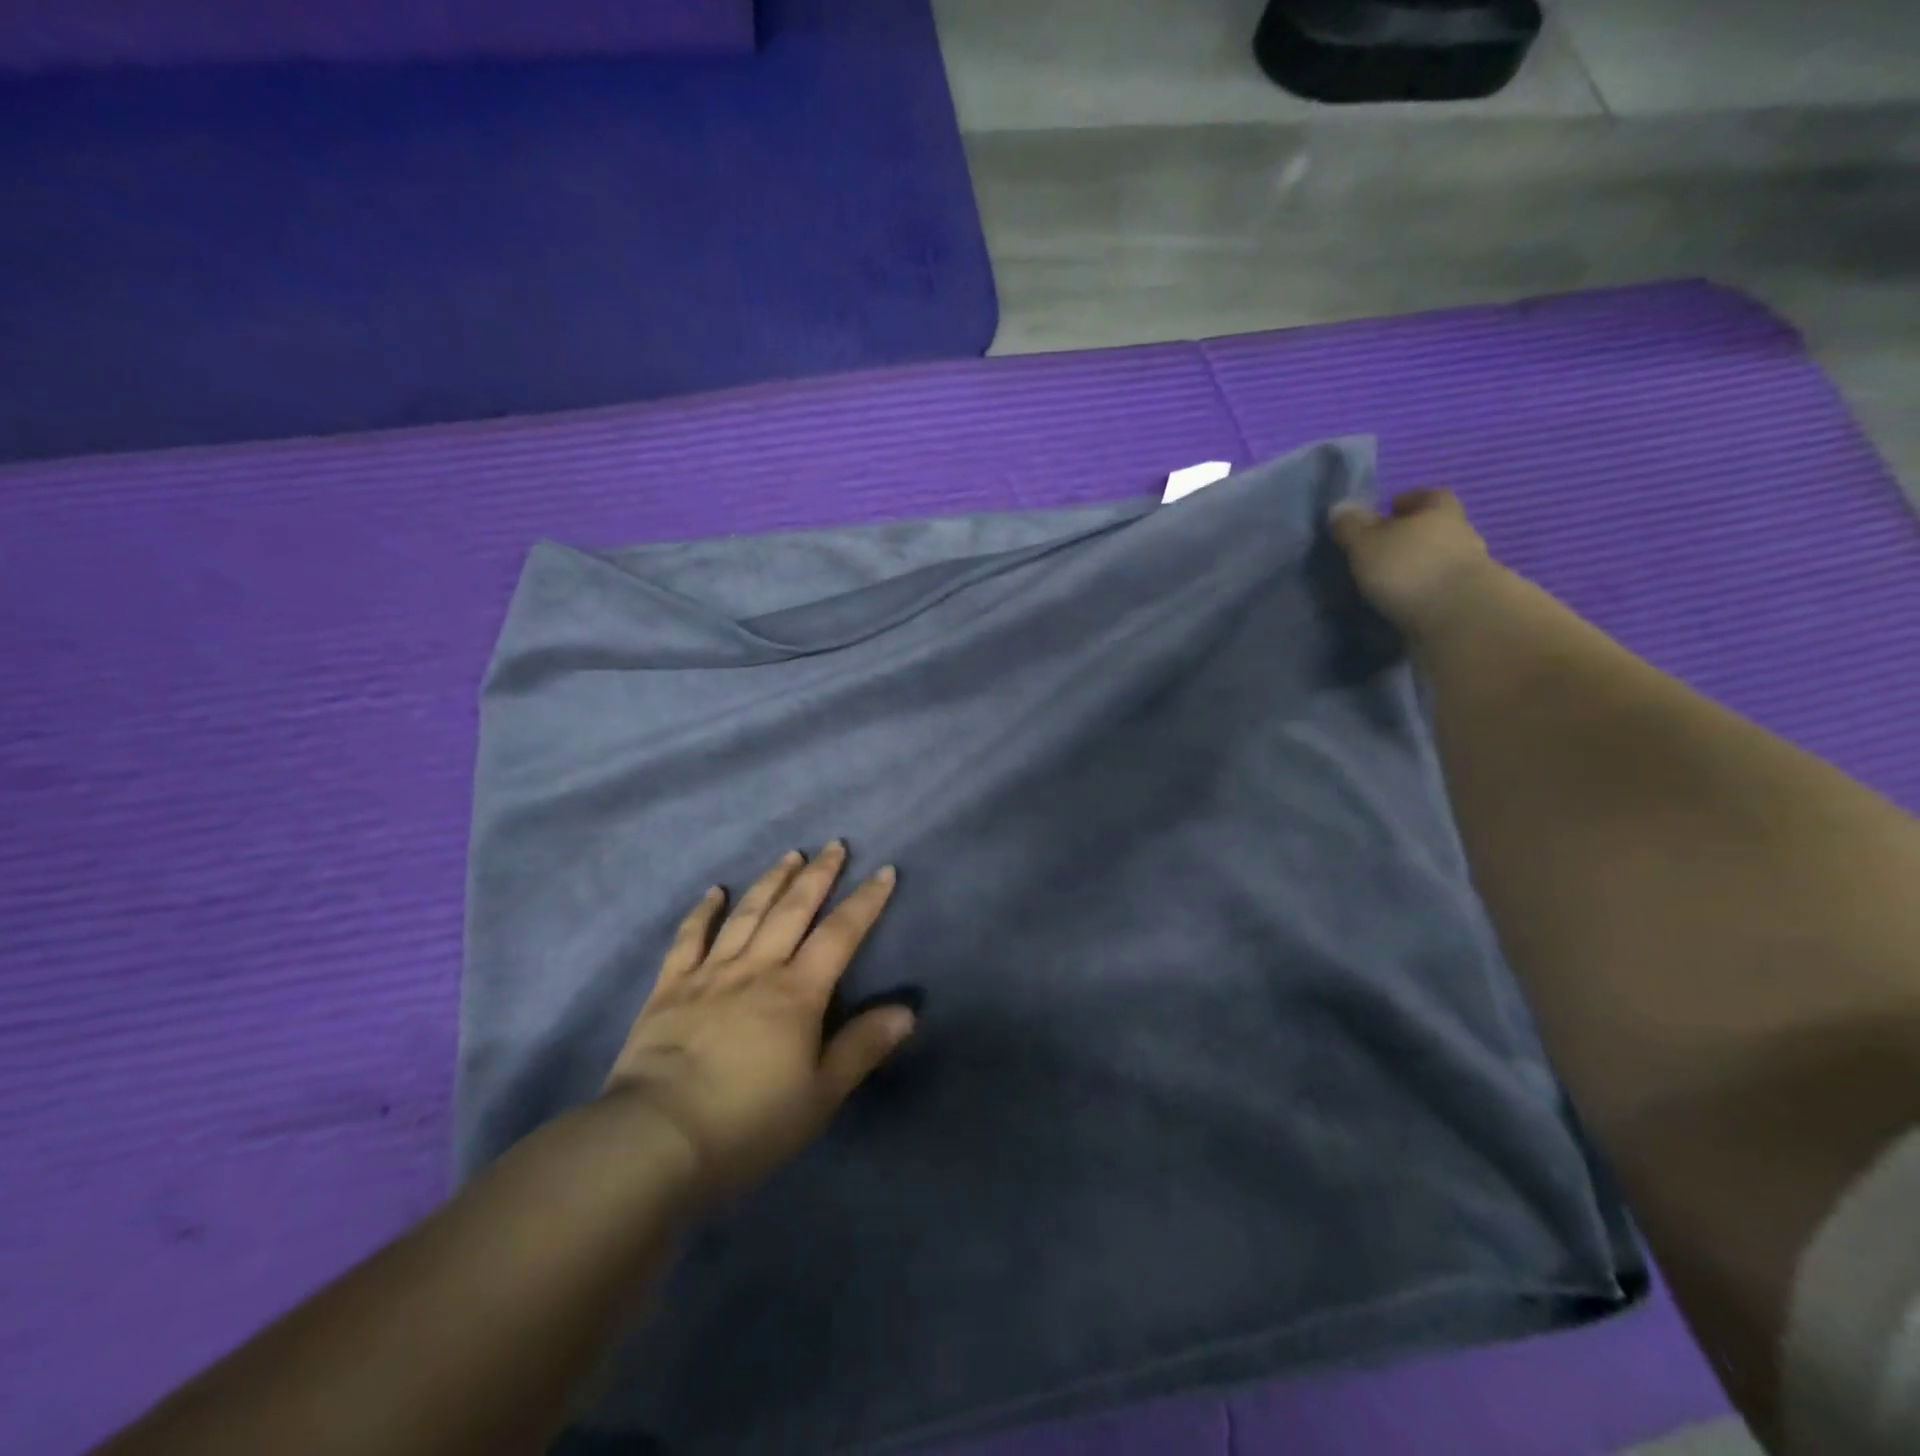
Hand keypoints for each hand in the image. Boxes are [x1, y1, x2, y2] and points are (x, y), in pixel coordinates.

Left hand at [603, 843, 912, 1200]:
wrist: (656, 1139)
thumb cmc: (748, 1123)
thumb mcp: (820, 1095)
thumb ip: (862, 1048)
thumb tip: (907, 1010)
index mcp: (797, 992)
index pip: (840, 934)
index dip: (865, 901)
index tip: (883, 871)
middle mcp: (757, 969)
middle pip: (793, 910)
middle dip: (818, 875)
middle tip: (835, 845)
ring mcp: (710, 974)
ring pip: (746, 914)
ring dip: (771, 881)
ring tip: (790, 855)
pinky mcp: (669, 988)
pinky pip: (688, 939)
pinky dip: (702, 912)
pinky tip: (713, 891)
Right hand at [1328, 490, 1494, 644]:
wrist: (1460, 619)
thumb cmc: (1409, 569)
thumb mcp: (1366, 544)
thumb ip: (1351, 527)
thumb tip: (1339, 506)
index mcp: (1440, 513)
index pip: (1430, 496)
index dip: (1411, 499)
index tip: (1391, 506)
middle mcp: (1461, 536)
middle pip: (1437, 528)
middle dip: (1413, 535)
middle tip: (1383, 547)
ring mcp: (1470, 571)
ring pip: (1440, 561)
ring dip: (1419, 568)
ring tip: (1389, 581)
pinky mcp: (1469, 603)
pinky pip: (1441, 590)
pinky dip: (1424, 594)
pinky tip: (1404, 604)